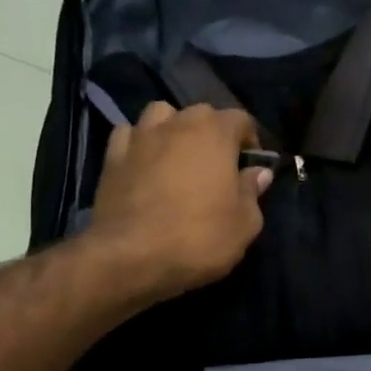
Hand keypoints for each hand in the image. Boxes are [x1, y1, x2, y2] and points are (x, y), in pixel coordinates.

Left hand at [83, 101, 271, 304]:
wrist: (129, 257)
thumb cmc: (198, 239)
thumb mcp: (244, 224)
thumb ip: (253, 192)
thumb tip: (259, 172)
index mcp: (215, 133)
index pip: (241, 119)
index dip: (250, 140)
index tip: (251, 166)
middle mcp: (177, 124)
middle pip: (202, 113)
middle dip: (213, 132)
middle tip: (217, 165)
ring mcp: (140, 137)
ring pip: (161, 114)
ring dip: (174, 128)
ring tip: (178, 156)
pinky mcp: (111, 157)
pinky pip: (129, 135)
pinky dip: (139, 142)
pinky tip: (144, 162)